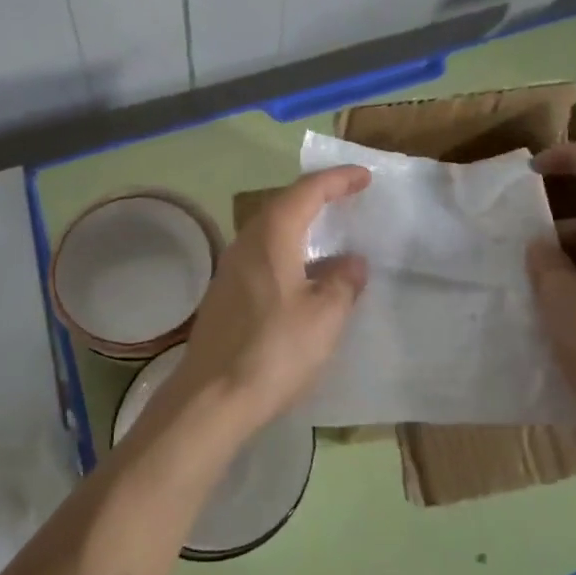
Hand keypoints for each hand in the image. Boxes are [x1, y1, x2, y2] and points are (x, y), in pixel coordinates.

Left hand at [167, 166, 370, 440]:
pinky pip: (263, 253)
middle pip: (284, 203)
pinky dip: (288, 249)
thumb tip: (352, 262)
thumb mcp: (324, 316)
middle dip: (317, 196)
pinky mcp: (226, 292)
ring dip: (301, 223)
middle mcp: (247, 241)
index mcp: (272, 235)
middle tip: (348, 197)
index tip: (364, 177)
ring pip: (271, 229)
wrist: (211, 397)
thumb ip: (343, 282)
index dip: (337, 179)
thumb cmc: (274, 350)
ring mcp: (231, 267)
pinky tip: (304, 274)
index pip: (308, 190)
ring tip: (330, 232)